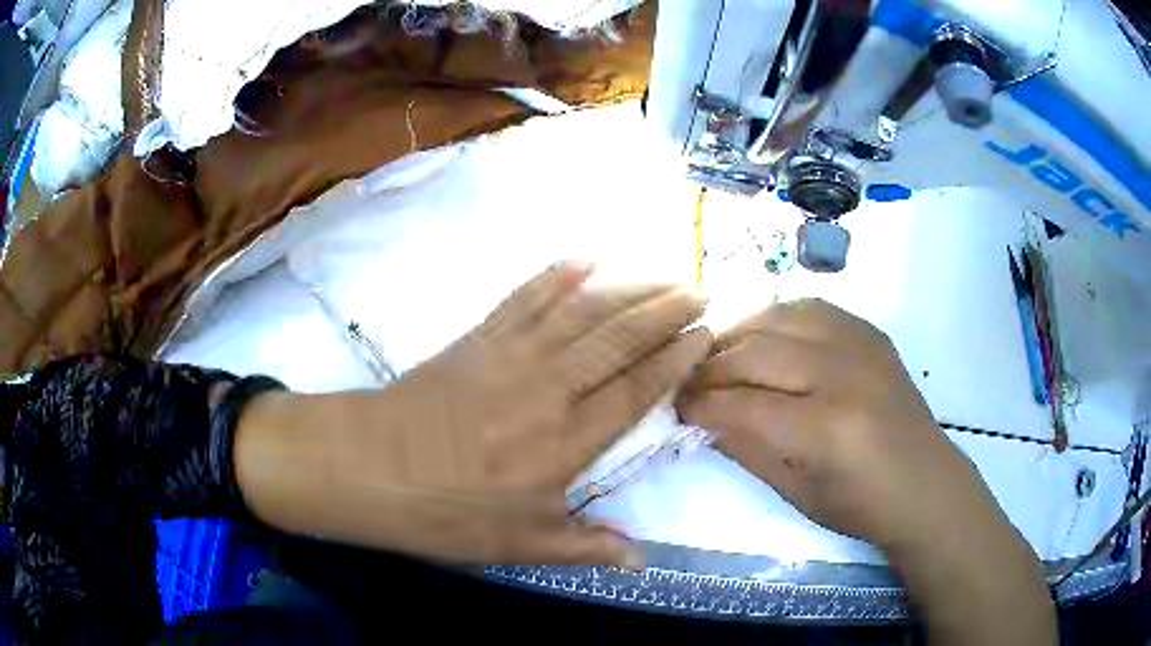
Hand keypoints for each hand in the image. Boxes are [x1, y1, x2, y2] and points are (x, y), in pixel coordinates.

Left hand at [236, 262, 709, 565]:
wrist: (370, 467)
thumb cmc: (446, 512)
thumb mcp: (519, 544)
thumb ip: (585, 546)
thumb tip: (641, 560)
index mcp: (564, 442)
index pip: (635, 391)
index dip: (673, 360)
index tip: (703, 334)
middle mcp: (548, 389)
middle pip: (618, 341)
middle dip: (664, 312)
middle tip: (699, 290)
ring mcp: (512, 356)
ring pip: (582, 313)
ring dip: (627, 290)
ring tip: (664, 274)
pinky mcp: (479, 338)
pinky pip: (525, 299)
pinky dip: (556, 276)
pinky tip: (584, 259)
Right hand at [675, 299, 984, 551]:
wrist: (925, 483)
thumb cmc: (861, 505)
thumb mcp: (796, 493)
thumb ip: (746, 450)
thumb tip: (704, 419)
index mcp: (826, 430)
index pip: (743, 405)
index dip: (701, 405)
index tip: (676, 408)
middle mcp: (843, 375)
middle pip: (756, 354)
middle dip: (710, 369)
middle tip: (688, 384)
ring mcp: (861, 345)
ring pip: (779, 317)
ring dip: (738, 334)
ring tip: (719, 356)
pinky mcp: (870, 332)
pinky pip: (810, 308)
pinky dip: (776, 319)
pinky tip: (763, 339)